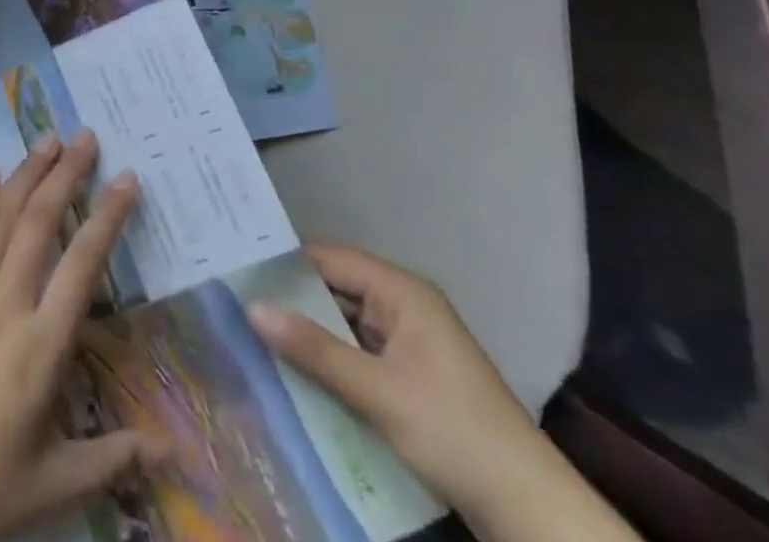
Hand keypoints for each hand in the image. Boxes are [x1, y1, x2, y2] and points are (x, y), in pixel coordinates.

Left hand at [0, 130, 165, 541]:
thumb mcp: (53, 484)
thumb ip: (113, 457)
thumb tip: (174, 452)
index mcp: (40, 349)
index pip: (83, 264)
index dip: (107, 216)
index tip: (126, 178)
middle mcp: (2, 307)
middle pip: (39, 223)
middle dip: (65, 174)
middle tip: (85, 136)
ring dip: (23, 174)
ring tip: (45, 141)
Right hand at [249, 246, 639, 541]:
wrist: (530, 509)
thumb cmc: (453, 431)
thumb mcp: (377, 392)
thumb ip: (314, 350)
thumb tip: (252, 308)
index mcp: (402, 291)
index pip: (330, 259)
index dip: (286, 262)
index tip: (240, 268)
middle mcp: (405, 305)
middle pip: (336, 289)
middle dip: (292, 299)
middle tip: (239, 302)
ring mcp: (410, 342)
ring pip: (346, 324)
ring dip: (311, 333)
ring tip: (256, 334)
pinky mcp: (413, 376)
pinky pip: (360, 353)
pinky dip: (332, 360)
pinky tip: (298, 373)